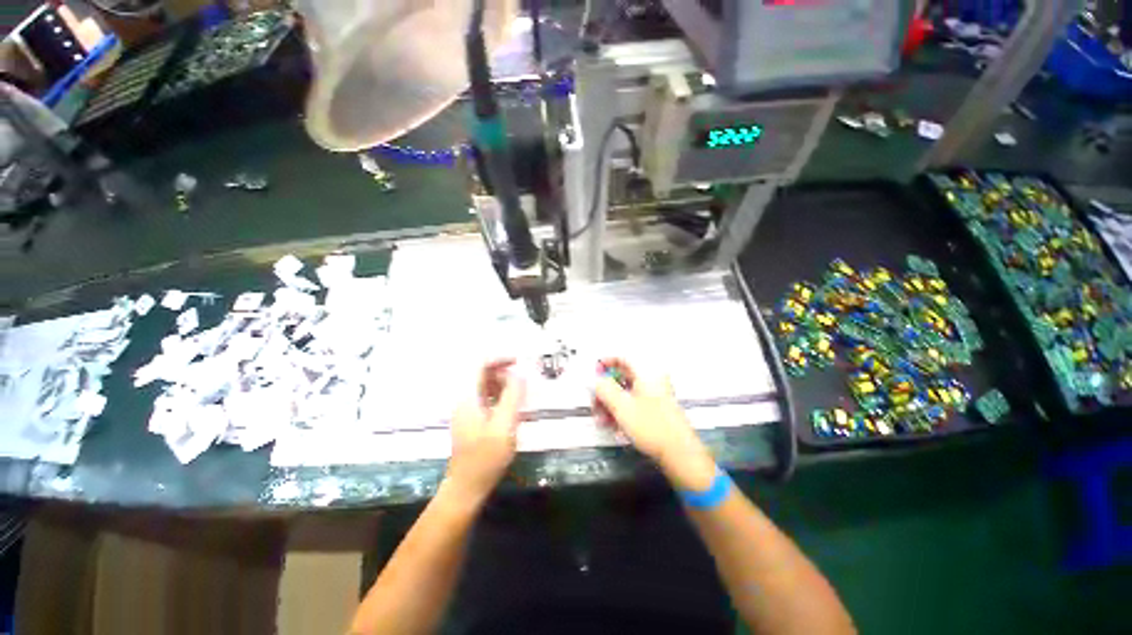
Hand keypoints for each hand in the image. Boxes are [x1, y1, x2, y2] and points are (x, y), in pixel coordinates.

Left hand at [446, 359, 526, 501]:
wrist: (467, 487)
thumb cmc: (485, 457)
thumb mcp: (504, 425)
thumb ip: (512, 396)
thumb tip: (520, 374)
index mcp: (469, 397)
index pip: (480, 365)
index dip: (499, 358)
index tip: (519, 361)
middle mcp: (465, 400)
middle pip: (482, 373)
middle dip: (503, 370)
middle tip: (523, 379)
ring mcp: (467, 410)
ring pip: (484, 386)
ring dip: (503, 383)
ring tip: (521, 391)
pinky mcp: (472, 420)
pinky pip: (486, 398)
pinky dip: (500, 395)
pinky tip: (512, 405)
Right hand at [593, 358, 715, 490]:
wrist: (679, 453)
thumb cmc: (653, 427)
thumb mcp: (621, 406)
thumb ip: (604, 389)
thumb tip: (596, 380)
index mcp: (647, 373)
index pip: (622, 358)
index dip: (605, 363)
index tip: (594, 373)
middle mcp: (653, 380)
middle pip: (622, 377)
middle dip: (605, 390)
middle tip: (596, 401)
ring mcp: (656, 395)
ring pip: (626, 392)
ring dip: (611, 403)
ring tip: (602, 418)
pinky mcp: (657, 409)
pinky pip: (634, 403)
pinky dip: (622, 410)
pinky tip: (613, 424)